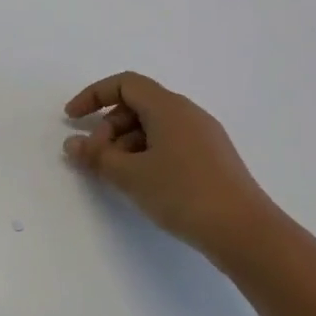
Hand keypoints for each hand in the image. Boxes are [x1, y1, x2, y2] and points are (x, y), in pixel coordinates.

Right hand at [63, 73, 283, 263]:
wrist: (244, 231)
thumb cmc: (183, 193)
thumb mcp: (131, 175)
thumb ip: (97, 157)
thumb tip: (73, 144)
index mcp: (169, 107)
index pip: (125, 84)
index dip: (93, 96)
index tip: (71, 119)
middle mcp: (188, 113)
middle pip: (137, 105)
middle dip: (108, 128)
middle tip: (96, 159)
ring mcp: (203, 136)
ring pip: (153, 127)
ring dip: (126, 145)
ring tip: (117, 177)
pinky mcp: (211, 159)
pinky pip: (169, 144)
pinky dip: (146, 155)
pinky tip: (143, 184)